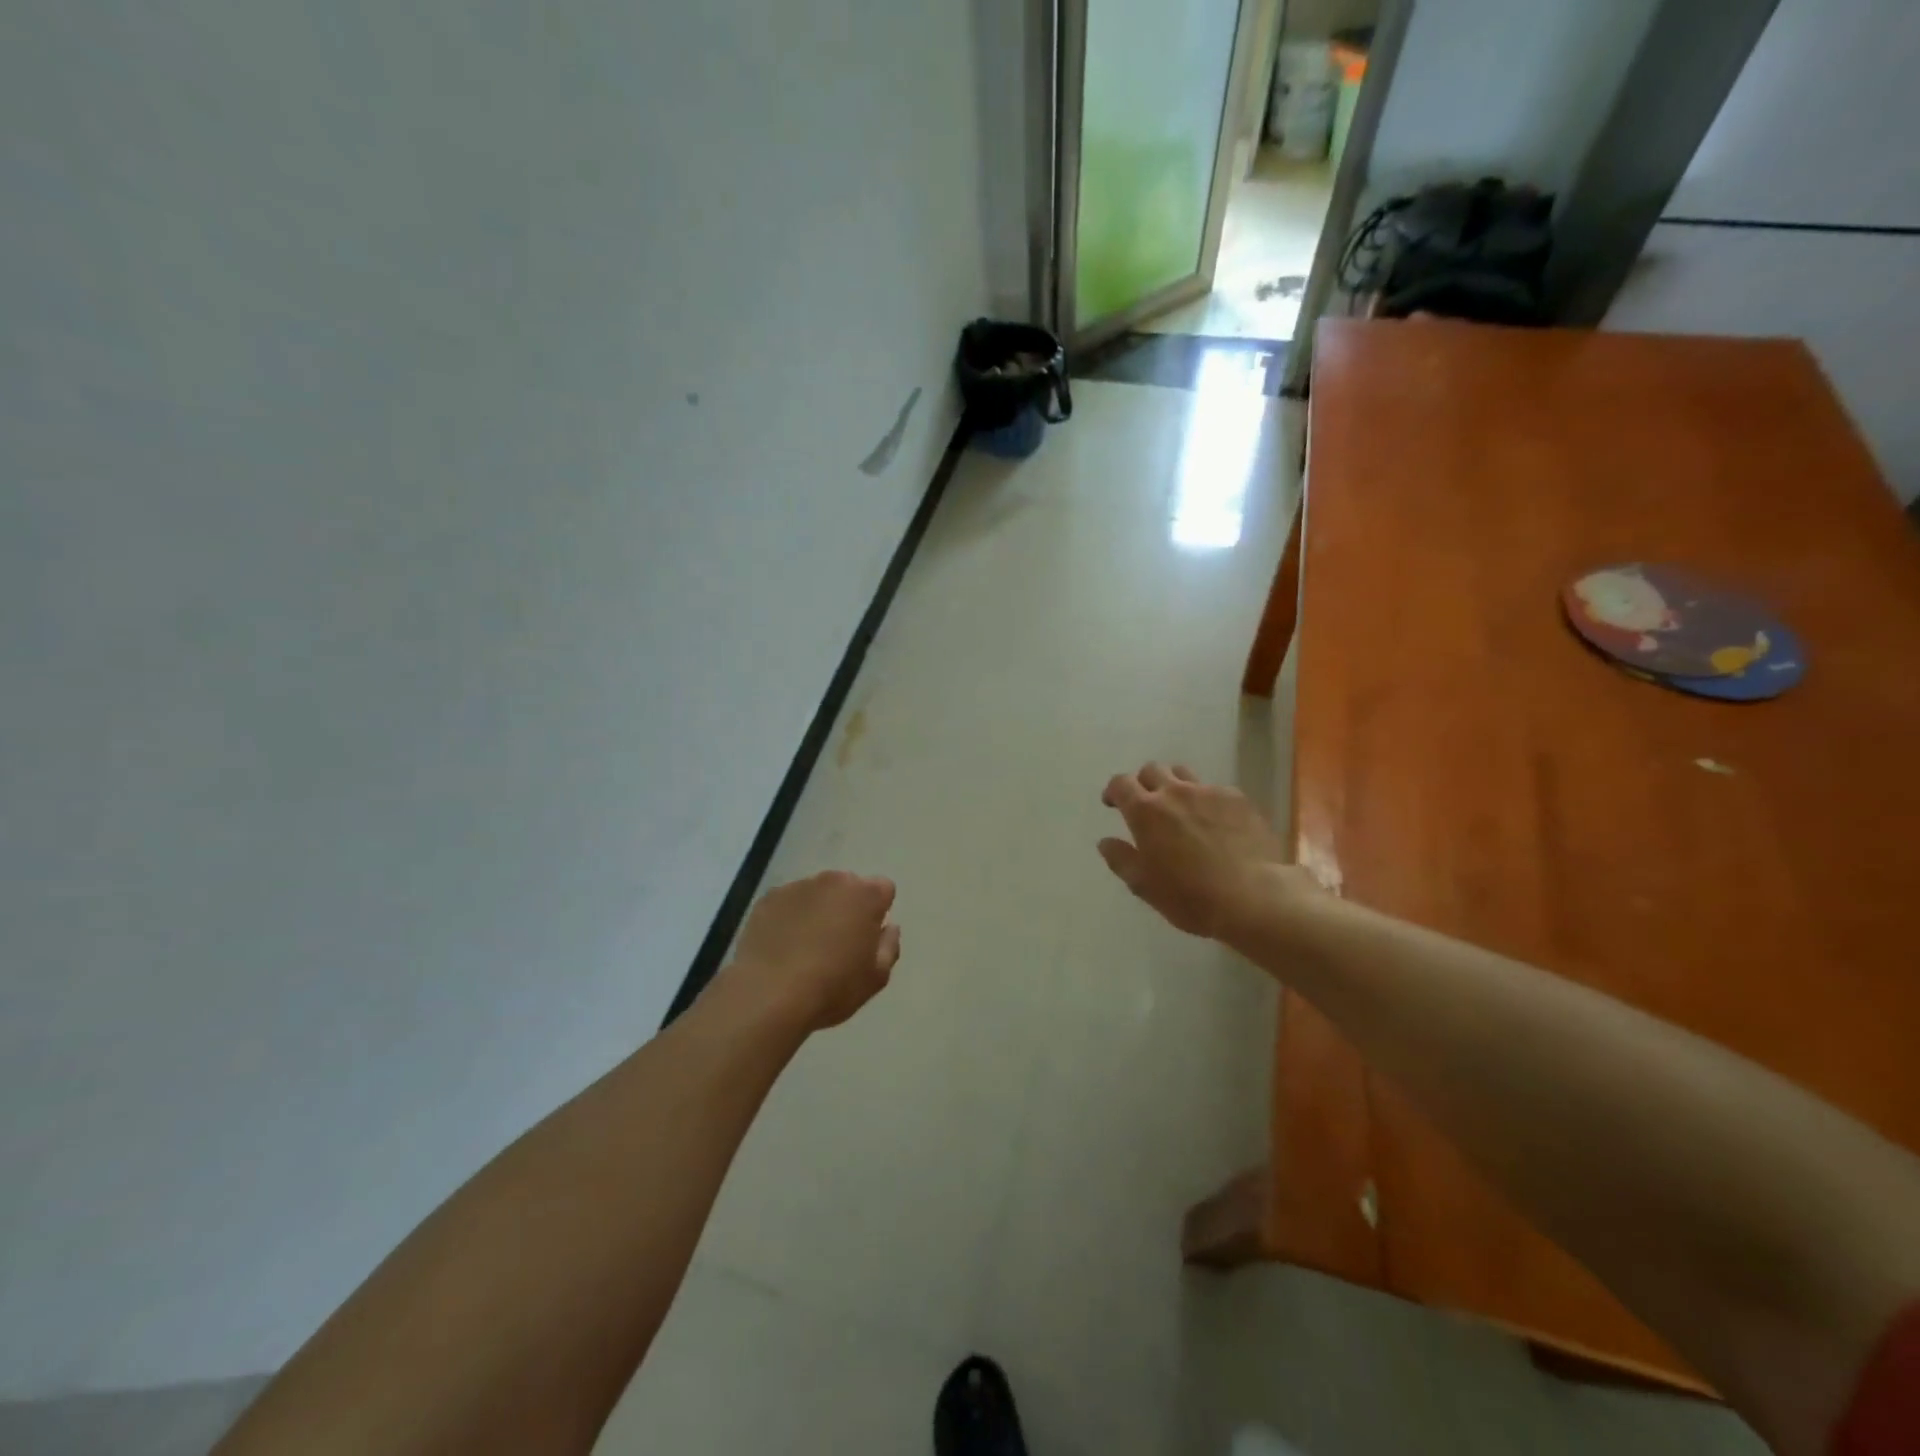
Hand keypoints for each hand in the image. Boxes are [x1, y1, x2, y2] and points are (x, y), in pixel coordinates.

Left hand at [721, 871, 901, 1031]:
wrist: (769, 994)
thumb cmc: (832, 986)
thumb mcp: (876, 977)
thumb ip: (889, 946)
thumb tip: (889, 927)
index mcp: (866, 895)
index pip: (883, 888)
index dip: (878, 911)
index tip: (868, 936)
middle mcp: (833, 880)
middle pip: (848, 886)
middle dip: (848, 906)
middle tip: (838, 941)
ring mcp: (797, 886)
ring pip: (816, 893)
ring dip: (818, 909)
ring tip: (805, 945)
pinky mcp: (768, 898)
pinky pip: (787, 902)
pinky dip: (789, 917)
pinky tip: (782, 946)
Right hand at [1098, 763, 1305, 943]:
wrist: (1253, 896)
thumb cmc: (1190, 896)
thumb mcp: (1144, 885)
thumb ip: (1121, 859)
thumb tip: (1105, 842)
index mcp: (1145, 811)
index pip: (1121, 784)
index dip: (1114, 791)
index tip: (1113, 803)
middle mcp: (1174, 792)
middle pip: (1152, 770)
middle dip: (1144, 783)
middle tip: (1147, 805)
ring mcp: (1208, 792)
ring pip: (1183, 774)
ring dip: (1174, 785)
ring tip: (1181, 808)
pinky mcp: (1237, 799)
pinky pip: (1214, 789)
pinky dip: (1206, 800)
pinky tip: (1216, 822)